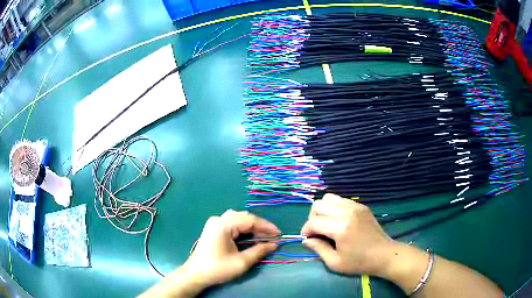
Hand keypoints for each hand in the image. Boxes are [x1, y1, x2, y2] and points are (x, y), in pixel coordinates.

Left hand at [183, 210, 279, 287]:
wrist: (196, 274)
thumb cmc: (218, 268)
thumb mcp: (241, 262)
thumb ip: (259, 251)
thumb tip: (274, 244)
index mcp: (223, 224)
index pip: (250, 220)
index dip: (266, 226)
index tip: (279, 234)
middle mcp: (218, 219)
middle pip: (244, 218)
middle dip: (260, 227)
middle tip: (272, 237)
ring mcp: (214, 223)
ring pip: (239, 220)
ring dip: (252, 228)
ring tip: (264, 238)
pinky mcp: (214, 229)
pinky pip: (232, 225)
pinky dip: (244, 230)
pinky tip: (251, 238)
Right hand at [301, 193, 395, 275]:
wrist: (384, 255)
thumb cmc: (359, 262)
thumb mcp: (335, 262)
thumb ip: (318, 249)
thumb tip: (306, 240)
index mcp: (340, 228)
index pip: (313, 221)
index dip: (306, 230)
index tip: (308, 239)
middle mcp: (347, 212)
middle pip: (318, 205)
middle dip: (313, 218)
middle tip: (317, 232)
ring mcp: (355, 206)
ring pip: (328, 198)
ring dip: (323, 210)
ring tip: (327, 224)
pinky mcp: (361, 206)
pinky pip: (341, 200)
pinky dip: (334, 208)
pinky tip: (338, 221)